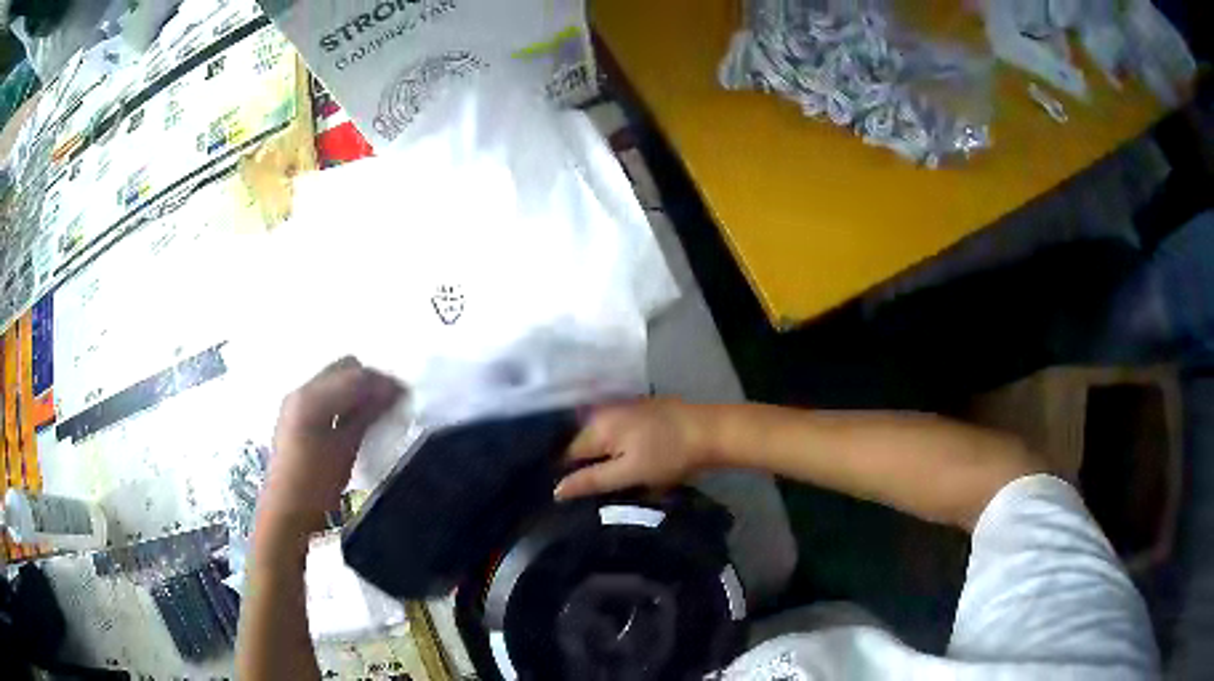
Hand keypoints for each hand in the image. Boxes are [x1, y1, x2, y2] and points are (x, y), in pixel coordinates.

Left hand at [259, 357, 403, 535]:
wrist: (285, 513)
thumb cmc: (315, 486)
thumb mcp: (345, 450)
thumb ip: (367, 415)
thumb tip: (393, 393)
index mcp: (311, 399)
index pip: (355, 376)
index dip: (383, 383)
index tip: (406, 396)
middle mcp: (301, 391)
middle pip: (344, 368)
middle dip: (370, 381)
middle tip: (391, 403)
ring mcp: (296, 402)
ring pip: (336, 379)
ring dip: (358, 390)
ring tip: (378, 412)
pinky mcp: (296, 415)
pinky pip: (327, 393)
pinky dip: (345, 400)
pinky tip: (357, 420)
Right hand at [555, 399, 715, 499]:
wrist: (712, 432)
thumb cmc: (669, 455)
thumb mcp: (629, 473)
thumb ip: (591, 480)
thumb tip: (556, 490)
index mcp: (598, 425)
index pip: (569, 454)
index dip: (571, 476)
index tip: (575, 498)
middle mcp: (605, 411)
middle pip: (585, 444)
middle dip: (588, 466)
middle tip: (596, 492)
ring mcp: (625, 407)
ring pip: (603, 439)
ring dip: (606, 458)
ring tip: (613, 481)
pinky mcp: (642, 410)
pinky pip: (619, 432)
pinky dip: (620, 447)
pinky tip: (631, 461)